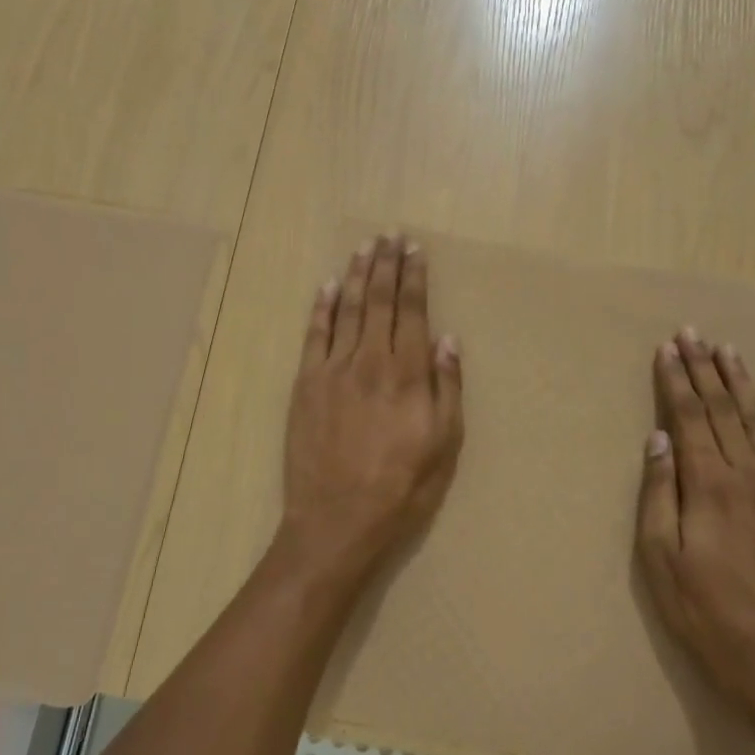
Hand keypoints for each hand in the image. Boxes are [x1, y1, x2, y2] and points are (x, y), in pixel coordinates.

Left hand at [274, 235, 463, 593]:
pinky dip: (322, 307)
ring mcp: (334, 369)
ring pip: (349, 309)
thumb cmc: (401, 488)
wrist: (338, 519)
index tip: (415, 250)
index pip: (414, 312)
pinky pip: (315, 334)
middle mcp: (371, 360)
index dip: (415, 278)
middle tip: (390, 235)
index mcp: (409, 374)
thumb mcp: (445, 445)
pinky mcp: (306, 384)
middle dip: (386, 265)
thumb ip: (447, 388)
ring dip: (358, 275)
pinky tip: (328, 285)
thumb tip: (449, 340)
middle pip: (381, 301)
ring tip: (364, 247)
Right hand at [635, 329, 754, 716]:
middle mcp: (748, 475)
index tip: (668, 348)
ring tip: (728, 351)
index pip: (688, 417)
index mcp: (709, 484)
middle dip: (704, 369)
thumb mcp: (658, 555)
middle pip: (722, 410)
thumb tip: (659, 438)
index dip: (676, 380)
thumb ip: (658, 491)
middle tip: (693, 333)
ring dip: (741, 383)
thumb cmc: (701, 606)